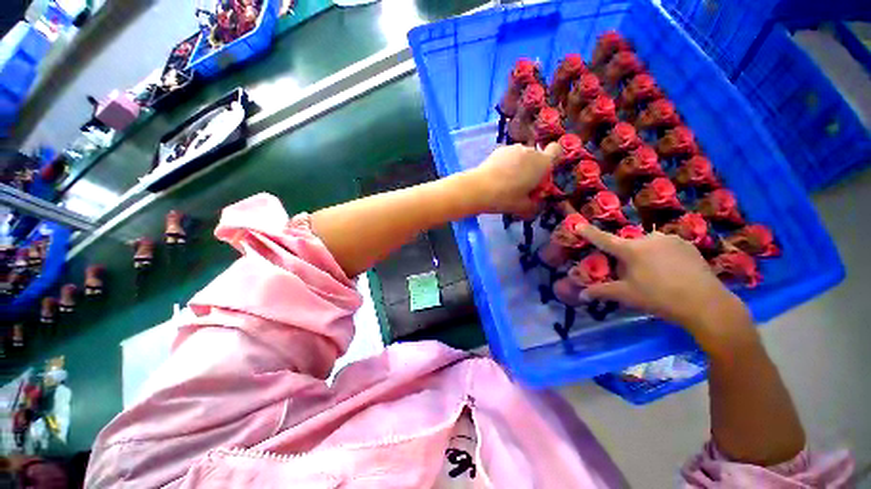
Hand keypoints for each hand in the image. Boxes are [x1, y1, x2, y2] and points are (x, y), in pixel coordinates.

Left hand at [466, 143, 560, 218]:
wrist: (478, 188)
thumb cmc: (505, 198)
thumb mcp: (523, 208)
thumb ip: (534, 206)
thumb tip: (535, 205)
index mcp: (542, 163)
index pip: (557, 151)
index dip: (553, 162)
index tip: (543, 176)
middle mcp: (530, 151)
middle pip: (537, 157)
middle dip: (533, 169)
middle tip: (523, 186)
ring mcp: (513, 148)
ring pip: (522, 156)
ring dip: (519, 166)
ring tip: (507, 182)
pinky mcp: (499, 150)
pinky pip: (509, 156)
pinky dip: (506, 164)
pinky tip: (497, 177)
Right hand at [578, 226, 751, 344]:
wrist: (706, 303)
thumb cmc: (659, 298)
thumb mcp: (627, 295)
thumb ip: (602, 292)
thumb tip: (581, 295)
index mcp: (631, 250)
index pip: (603, 239)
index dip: (589, 232)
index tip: (578, 224)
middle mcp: (648, 239)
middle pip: (628, 245)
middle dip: (626, 257)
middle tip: (634, 275)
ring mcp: (670, 239)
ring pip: (647, 245)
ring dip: (645, 255)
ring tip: (656, 275)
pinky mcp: (687, 244)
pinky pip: (666, 246)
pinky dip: (663, 255)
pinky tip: (672, 271)